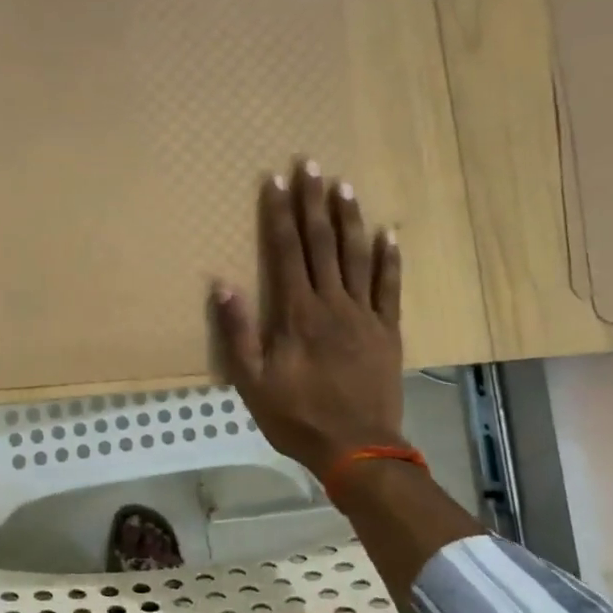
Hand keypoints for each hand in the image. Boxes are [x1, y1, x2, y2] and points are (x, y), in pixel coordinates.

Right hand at [210, 159, 404, 478]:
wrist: (357, 448)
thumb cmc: (297, 417)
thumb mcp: (253, 382)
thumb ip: (237, 332)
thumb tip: (223, 284)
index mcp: (297, 314)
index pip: (286, 252)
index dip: (280, 214)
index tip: (276, 180)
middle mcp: (332, 303)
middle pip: (321, 243)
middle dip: (313, 201)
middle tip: (310, 164)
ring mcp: (364, 315)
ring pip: (356, 255)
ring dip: (348, 218)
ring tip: (343, 184)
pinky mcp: (387, 330)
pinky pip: (390, 286)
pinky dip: (389, 258)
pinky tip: (387, 233)